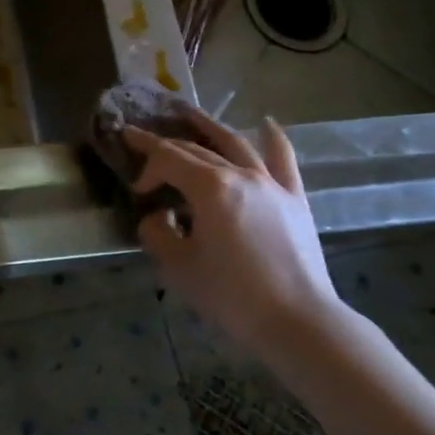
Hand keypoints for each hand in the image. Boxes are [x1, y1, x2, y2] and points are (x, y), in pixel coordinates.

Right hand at [122, 109, 337, 351]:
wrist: (298, 322)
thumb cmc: (231, 295)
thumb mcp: (178, 266)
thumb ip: (158, 232)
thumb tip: (158, 216)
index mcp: (210, 188)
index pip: (168, 159)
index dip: (146, 167)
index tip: (136, 190)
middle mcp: (241, 174)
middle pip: (196, 149)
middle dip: (165, 146)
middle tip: (140, 140)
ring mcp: (272, 184)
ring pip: (235, 143)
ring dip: (208, 125)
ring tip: (188, 112)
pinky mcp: (294, 199)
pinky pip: (283, 160)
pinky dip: (273, 138)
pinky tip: (266, 123)